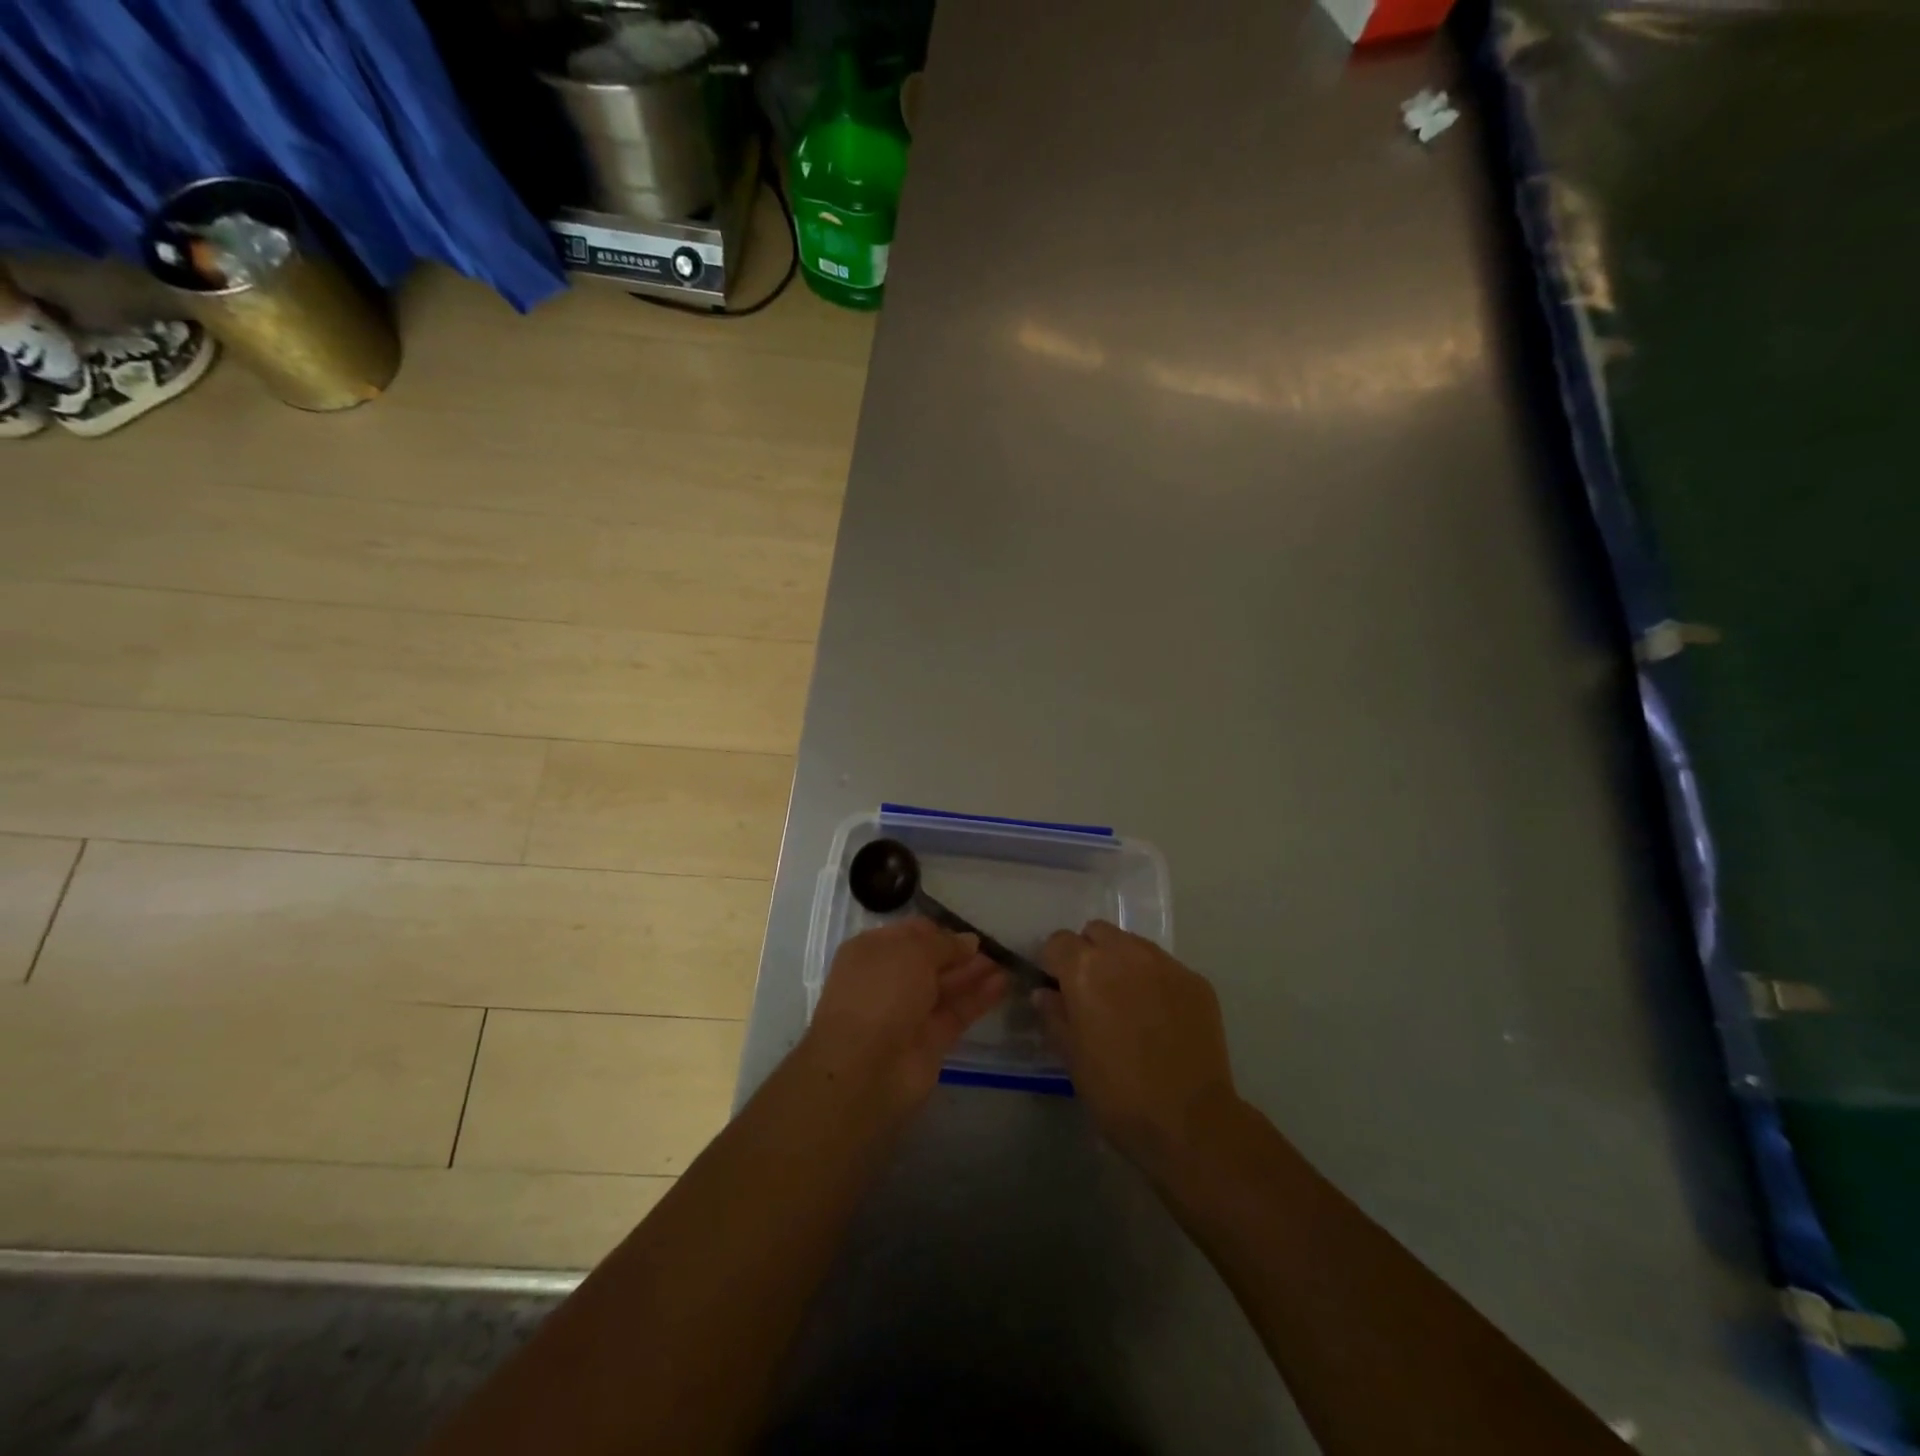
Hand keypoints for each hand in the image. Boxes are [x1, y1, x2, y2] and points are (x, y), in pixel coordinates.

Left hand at [802, 918, 1008, 1113]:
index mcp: (872, 952)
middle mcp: (888, 979)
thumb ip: (944, 944)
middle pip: (930, 961)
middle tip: (996, 944)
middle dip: (960, 952)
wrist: (865, 1067)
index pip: (911, 933)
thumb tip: (968, 941)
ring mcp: (908, 1012)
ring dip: (974, 973)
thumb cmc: (881, 992)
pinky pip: (957, 1012)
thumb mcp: (912, 951)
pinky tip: (1003, 983)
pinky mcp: (930, 1041)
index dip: (940, 930)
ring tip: (1007, 960)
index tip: (970, 928)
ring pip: (946, 987)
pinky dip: (979, 998)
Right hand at [1038, 921, 1239, 1173]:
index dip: (1054, 964)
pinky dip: (1156, 982)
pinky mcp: (1196, 981)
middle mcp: (1125, 953)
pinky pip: (1165, 968)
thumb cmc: (1117, 1092)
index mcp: (1085, 968)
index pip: (1058, 941)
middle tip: (1093, 993)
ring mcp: (1165, 964)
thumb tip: (1046, 993)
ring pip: (1133, 945)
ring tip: (1129, 1004)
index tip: (1059, 989)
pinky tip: (1161, 1019)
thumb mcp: (1071, 1057)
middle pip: (1097, 933)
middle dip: (1089, 953)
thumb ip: (1054, 1015)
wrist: (1189, 1121)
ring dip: (1123, 963)